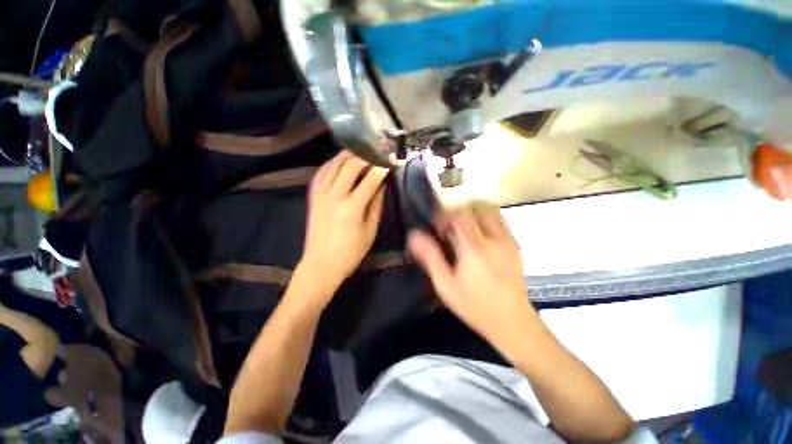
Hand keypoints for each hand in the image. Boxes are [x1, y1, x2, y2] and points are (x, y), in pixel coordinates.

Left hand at [300, 151, 389, 290]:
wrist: (321, 264)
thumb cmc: (351, 252)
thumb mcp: (370, 230)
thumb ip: (376, 204)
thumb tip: (382, 184)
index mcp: (352, 206)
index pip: (371, 179)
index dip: (382, 167)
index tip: (391, 159)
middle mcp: (335, 195)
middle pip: (351, 166)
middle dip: (366, 155)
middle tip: (377, 150)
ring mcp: (321, 194)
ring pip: (334, 165)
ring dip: (348, 155)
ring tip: (361, 149)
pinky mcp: (313, 196)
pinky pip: (321, 173)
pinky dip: (331, 163)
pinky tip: (339, 160)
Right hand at [408, 204, 535, 348]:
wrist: (512, 321)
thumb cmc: (474, 305)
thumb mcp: (446, 285)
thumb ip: (430, 257)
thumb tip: (413, 235)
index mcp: (474, 249)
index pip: (460, 215)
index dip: (446, 215)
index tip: (439, 228)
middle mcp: (494, 239)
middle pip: (477, 208)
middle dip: (460, 213)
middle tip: (451, 229)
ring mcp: (508, 241)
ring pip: (491, 211)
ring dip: (474, 215)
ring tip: (465, 231)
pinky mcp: (515, 246)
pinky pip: (500, 222)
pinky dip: (486, 222)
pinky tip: (479, 240)